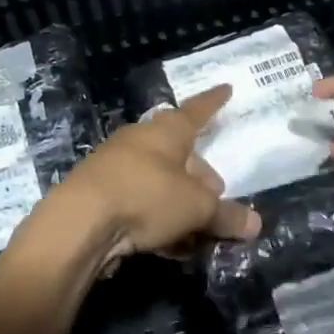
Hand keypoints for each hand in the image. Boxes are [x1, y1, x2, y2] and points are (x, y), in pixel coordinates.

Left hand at [47, 85, 260, 263]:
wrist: (78, 223)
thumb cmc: (146, 198)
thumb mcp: (196, 209)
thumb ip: (226, 215)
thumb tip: (254, 224)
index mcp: (167, 131)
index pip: (197, 111)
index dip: (214, 102)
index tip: (226, 89)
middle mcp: (140, 141)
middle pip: (179, 153)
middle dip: (200, 175)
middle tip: (216, 198)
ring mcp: (115, 166)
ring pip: (159, 181)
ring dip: (179, 203)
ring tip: (195, 230)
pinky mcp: (99, 194)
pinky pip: (140, 202)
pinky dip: (157, 218)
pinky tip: (167, 244)